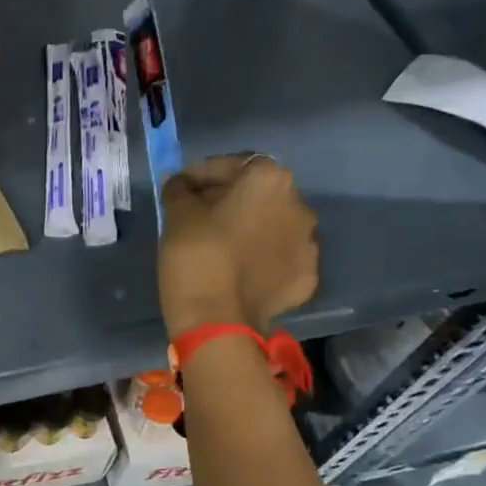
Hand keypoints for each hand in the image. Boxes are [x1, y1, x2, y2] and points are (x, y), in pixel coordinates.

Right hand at [158, 154, 317, 336]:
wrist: (217, 321)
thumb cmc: (196, 257)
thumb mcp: (176, 216)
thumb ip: (180, 190)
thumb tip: (180, 183)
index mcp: (269, 180)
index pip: (231, 164)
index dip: (202, 174)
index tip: (180, 188)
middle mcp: (299, 204)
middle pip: (258, 193)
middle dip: (230, 199)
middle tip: (198, 215)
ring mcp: (308, 243)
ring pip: (272, 226)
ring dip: (250, 228)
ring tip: (221, 245)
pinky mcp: (306, 277)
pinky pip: (280, 258)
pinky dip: (262, 259)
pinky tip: (240, 270)